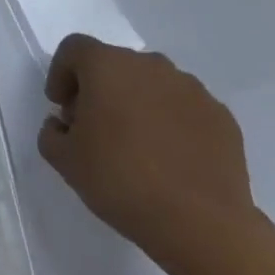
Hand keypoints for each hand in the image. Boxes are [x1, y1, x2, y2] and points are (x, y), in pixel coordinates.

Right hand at [36, 34, 254, 257]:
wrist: (203, 225)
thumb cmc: (121, 181)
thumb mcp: (64, 160)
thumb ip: (52, 132)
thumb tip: (64, 124)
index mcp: (106, 65)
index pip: (74, 49)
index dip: (61, 74)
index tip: (61, 107)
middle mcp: (149, 65)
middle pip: (114, 64)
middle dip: (100, 89)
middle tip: (96, 128)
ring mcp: (191, 89)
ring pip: (152, 84)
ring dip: (138, 103)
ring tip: (137, 145)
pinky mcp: (222, 117)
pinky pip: (184, 109)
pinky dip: (172, 123)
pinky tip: (171, 159)